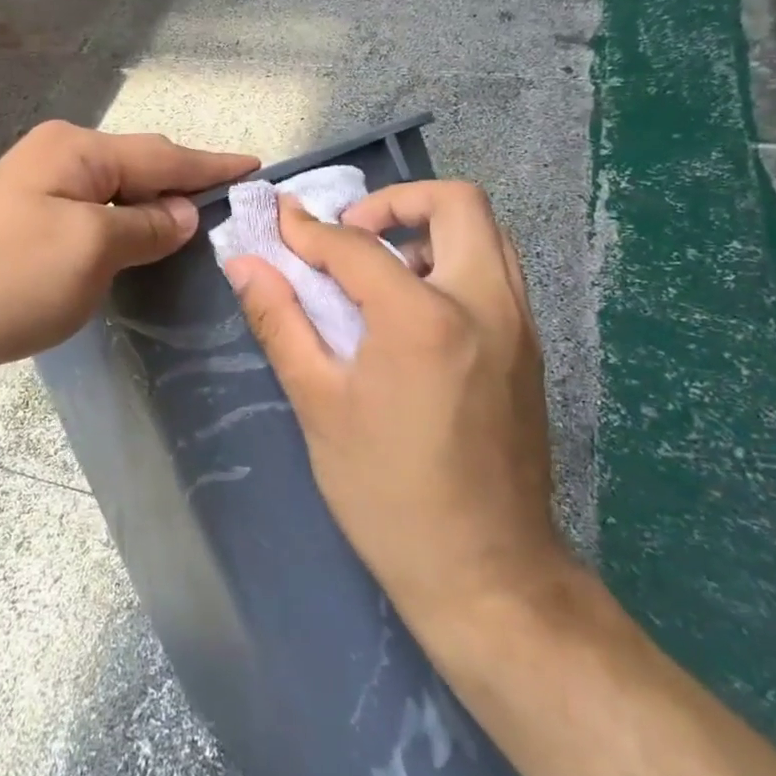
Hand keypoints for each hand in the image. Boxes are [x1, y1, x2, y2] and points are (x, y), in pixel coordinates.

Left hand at [0, 121, 255, 387]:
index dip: (212, 165)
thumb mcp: (92, 249)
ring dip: (155, 205)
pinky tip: (141, 239)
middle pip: (140, 165)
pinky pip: (93, 213)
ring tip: (198, 223)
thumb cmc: (9, 279)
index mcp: (77, 150)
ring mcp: (36, 187)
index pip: (163, 154)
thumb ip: (147, 225)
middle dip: (186, 182)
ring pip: (116, 191)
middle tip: (233, 203)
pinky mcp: (24, 221)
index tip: (258, 168)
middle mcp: (57, 156)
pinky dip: (125, 224)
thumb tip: (186, 211)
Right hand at [221, 182, 569, 632]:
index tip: (280, 222)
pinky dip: (456, 261)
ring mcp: (520, 325)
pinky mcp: (531, 349)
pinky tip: (415, 311)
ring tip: (382, 269)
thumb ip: (280, 321)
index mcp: (424, 318)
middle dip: (397, 201)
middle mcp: (486, 303)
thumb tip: (244, 264)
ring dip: (431, 229)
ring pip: (488, 233)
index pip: (357, 246)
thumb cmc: (387, 493)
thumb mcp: (319, 404)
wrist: (487, 574)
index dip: (309, 230)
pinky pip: (498, 272)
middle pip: (456, 202)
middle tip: (352, 234)